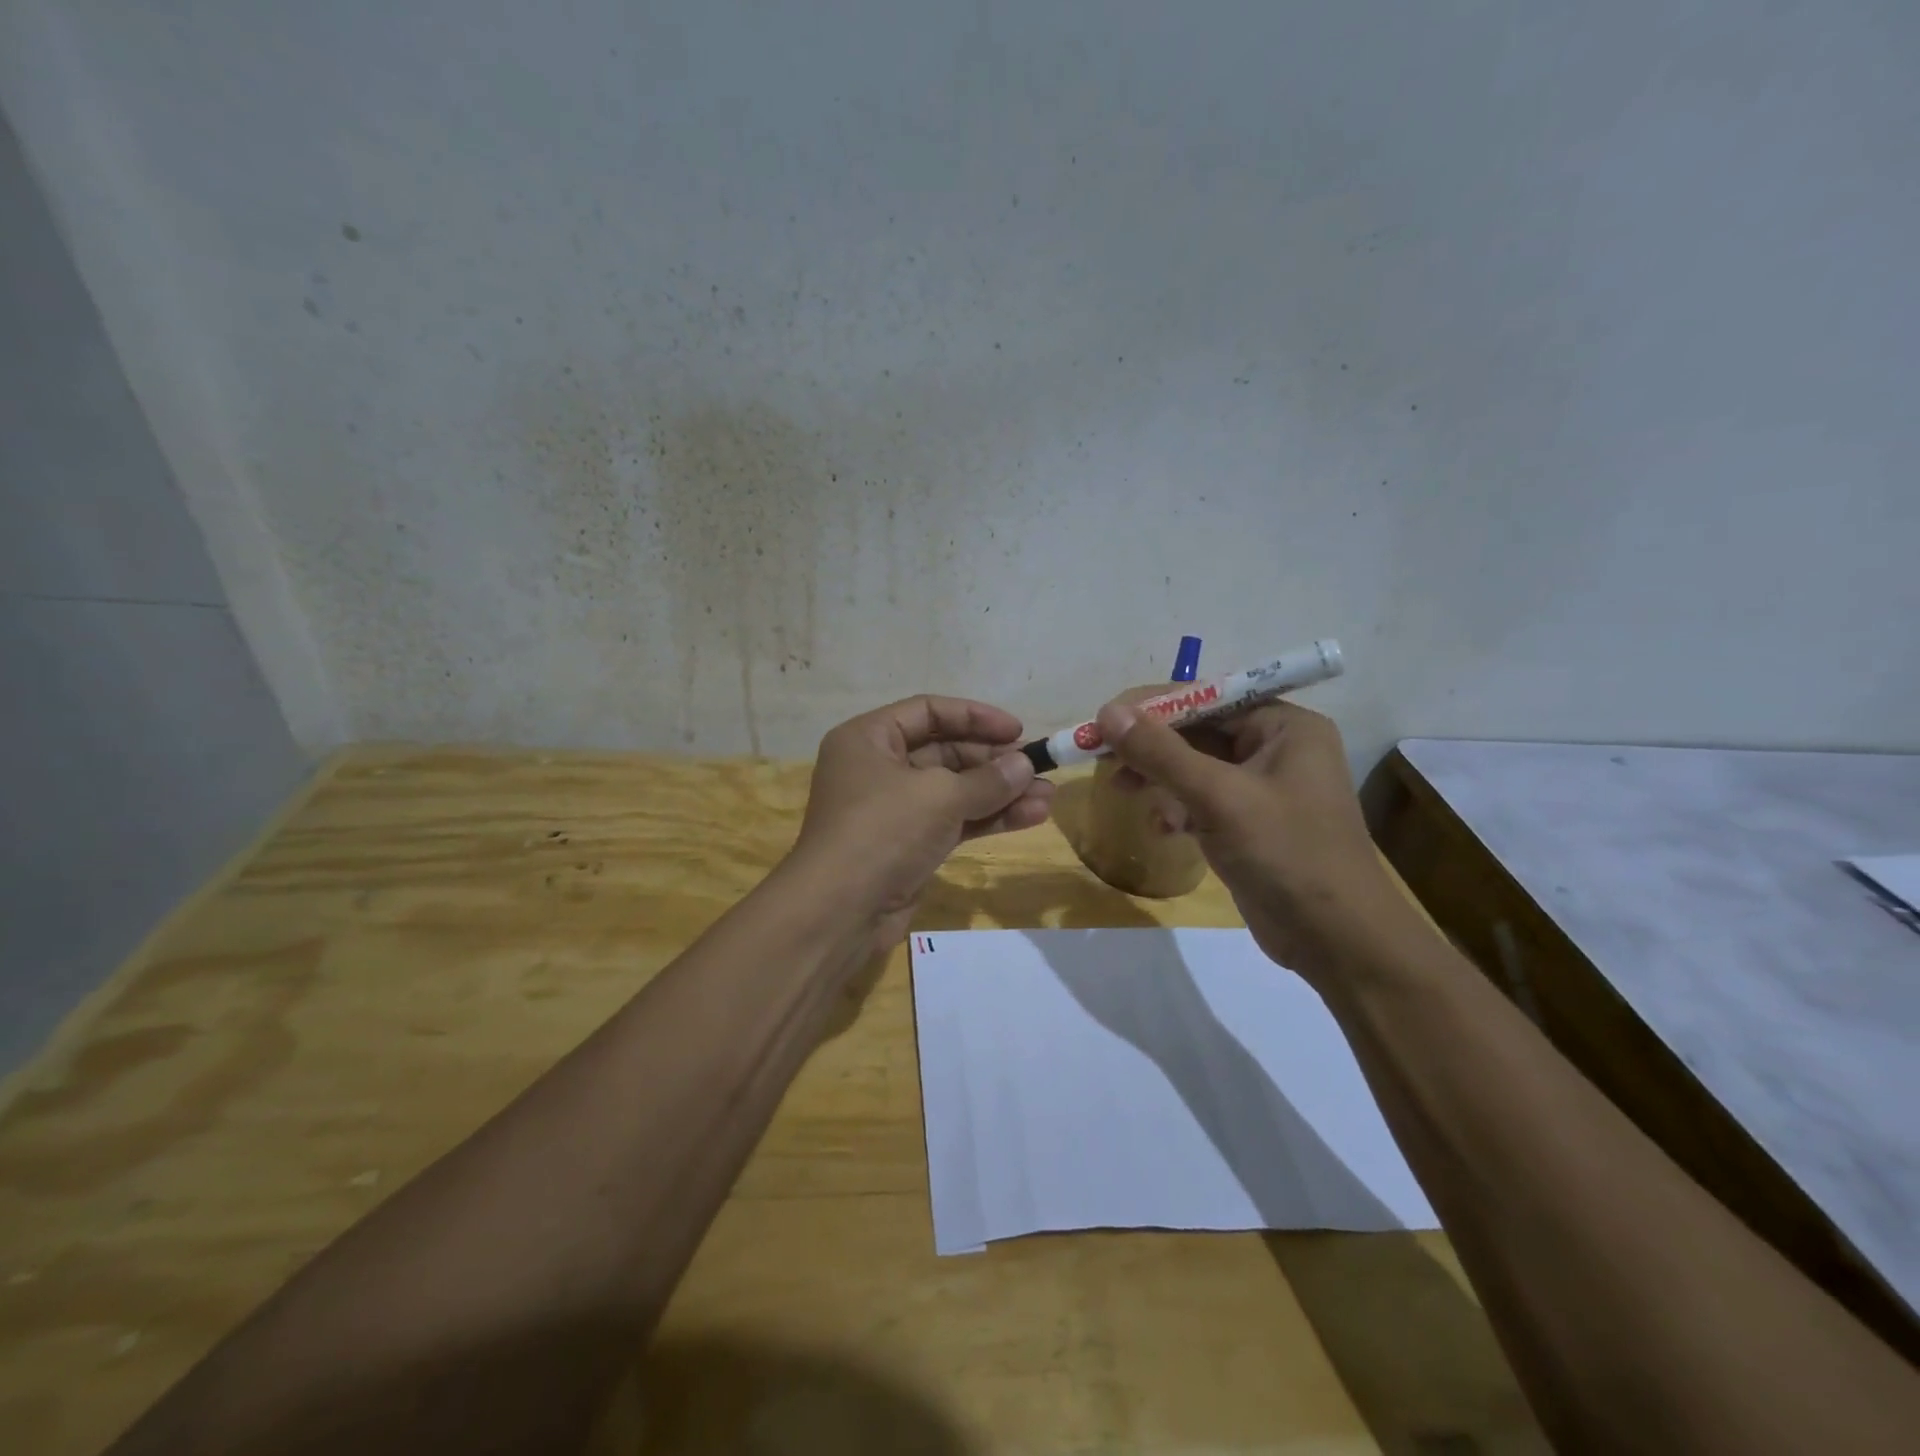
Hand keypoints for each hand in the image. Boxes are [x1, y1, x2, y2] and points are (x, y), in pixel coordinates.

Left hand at [789, 696, 1055, 946]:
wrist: (840, 912)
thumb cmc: (882, 832)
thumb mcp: (939, 796)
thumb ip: (987, 779)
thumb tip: (1024, 765)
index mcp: (869, 738)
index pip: (928, 711)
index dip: (975, 717)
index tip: (1018, 730)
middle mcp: (878, 768)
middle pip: (945, 751)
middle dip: (994, 762)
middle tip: (1038, 768)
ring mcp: (894, 809)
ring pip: (955, 790)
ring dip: (1000, 793)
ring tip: (1048, 797)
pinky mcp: (909, 845)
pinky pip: (954, 820)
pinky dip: (988, 818)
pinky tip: (1030, 817)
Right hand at [1096, 697, 1415, 985]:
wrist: (1338, 942)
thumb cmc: (1286, 855)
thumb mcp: (1218, 798)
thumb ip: (1161, 753)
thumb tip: (1107, 712)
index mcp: (1284, 726)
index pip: (1206, 698)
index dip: (1151, 707)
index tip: (1102, 720)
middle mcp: (1276, 748)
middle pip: (1197, 732)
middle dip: (1151, 748)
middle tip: (1102, 759)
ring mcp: (1263, 788)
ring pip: (1194, 768)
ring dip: (1159, 779)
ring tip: (1121, 791)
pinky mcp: (1250, 824)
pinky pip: (1202, 800)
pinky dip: (1177, 808)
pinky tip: (1164, 829)